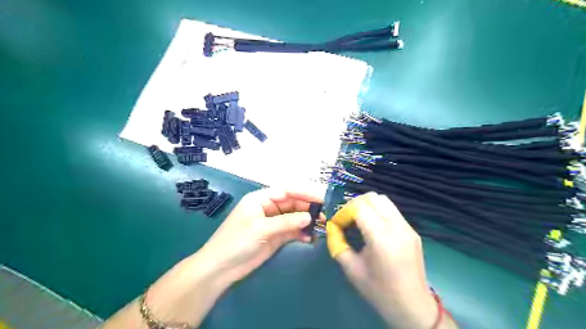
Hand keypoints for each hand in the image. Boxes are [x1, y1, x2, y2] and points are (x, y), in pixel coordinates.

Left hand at [199, 187, 321, 284]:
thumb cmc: (237, 241)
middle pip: (292, 204)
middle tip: (324, 215)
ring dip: (306, 221)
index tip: (321, 198)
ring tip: (321, 226)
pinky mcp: (275, 237)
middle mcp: (268, 208)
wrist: (221, 268)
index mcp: (261, 199)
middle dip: (308, 208)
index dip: (304, 193)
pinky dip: (301, 233)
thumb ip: (286, 221)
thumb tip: (309, 217)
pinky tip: (310, 238)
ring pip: (294, 218)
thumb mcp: (261, 228)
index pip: (286, 191)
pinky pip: (292, 231)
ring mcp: (273, 223)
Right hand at [325, 193, 456, 328]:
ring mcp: (407, 227)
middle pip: (372, 197)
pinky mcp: (412, 230)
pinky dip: (378, 211)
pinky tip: (372, 227)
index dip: (344, 212)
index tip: (337, 224)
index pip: (359, 207)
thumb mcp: (351, 269)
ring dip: (367, 205)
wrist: (412, 307)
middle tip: (346, 220)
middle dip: (354, 204)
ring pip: (383, 200)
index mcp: (381, 237)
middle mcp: (396, 226)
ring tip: (358, 220)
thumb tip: (332, 228)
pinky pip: (392, 210)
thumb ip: (338, 244)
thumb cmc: (379, 291)